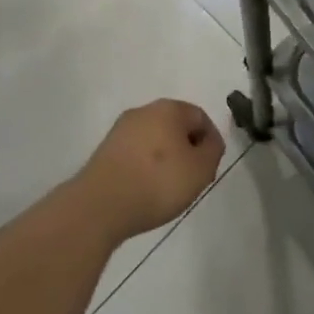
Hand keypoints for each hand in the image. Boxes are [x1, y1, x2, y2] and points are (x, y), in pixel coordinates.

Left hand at [75, 99, 224, 243]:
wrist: (100, 205)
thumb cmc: (158, 182)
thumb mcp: (201, 170)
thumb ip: (212, 151)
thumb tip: (208, 142)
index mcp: (169, 108)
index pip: (200, 117)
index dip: (210, 142)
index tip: (209, 168)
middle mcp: (144, 110)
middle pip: (175, 126)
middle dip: (186, 149)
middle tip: (191, 178)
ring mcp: (121, 129)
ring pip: (154, 139)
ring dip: (164, 158)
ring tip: (167, 188)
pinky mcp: (105, 150)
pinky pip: (135, 154)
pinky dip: (144, 167)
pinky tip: (144, 190)